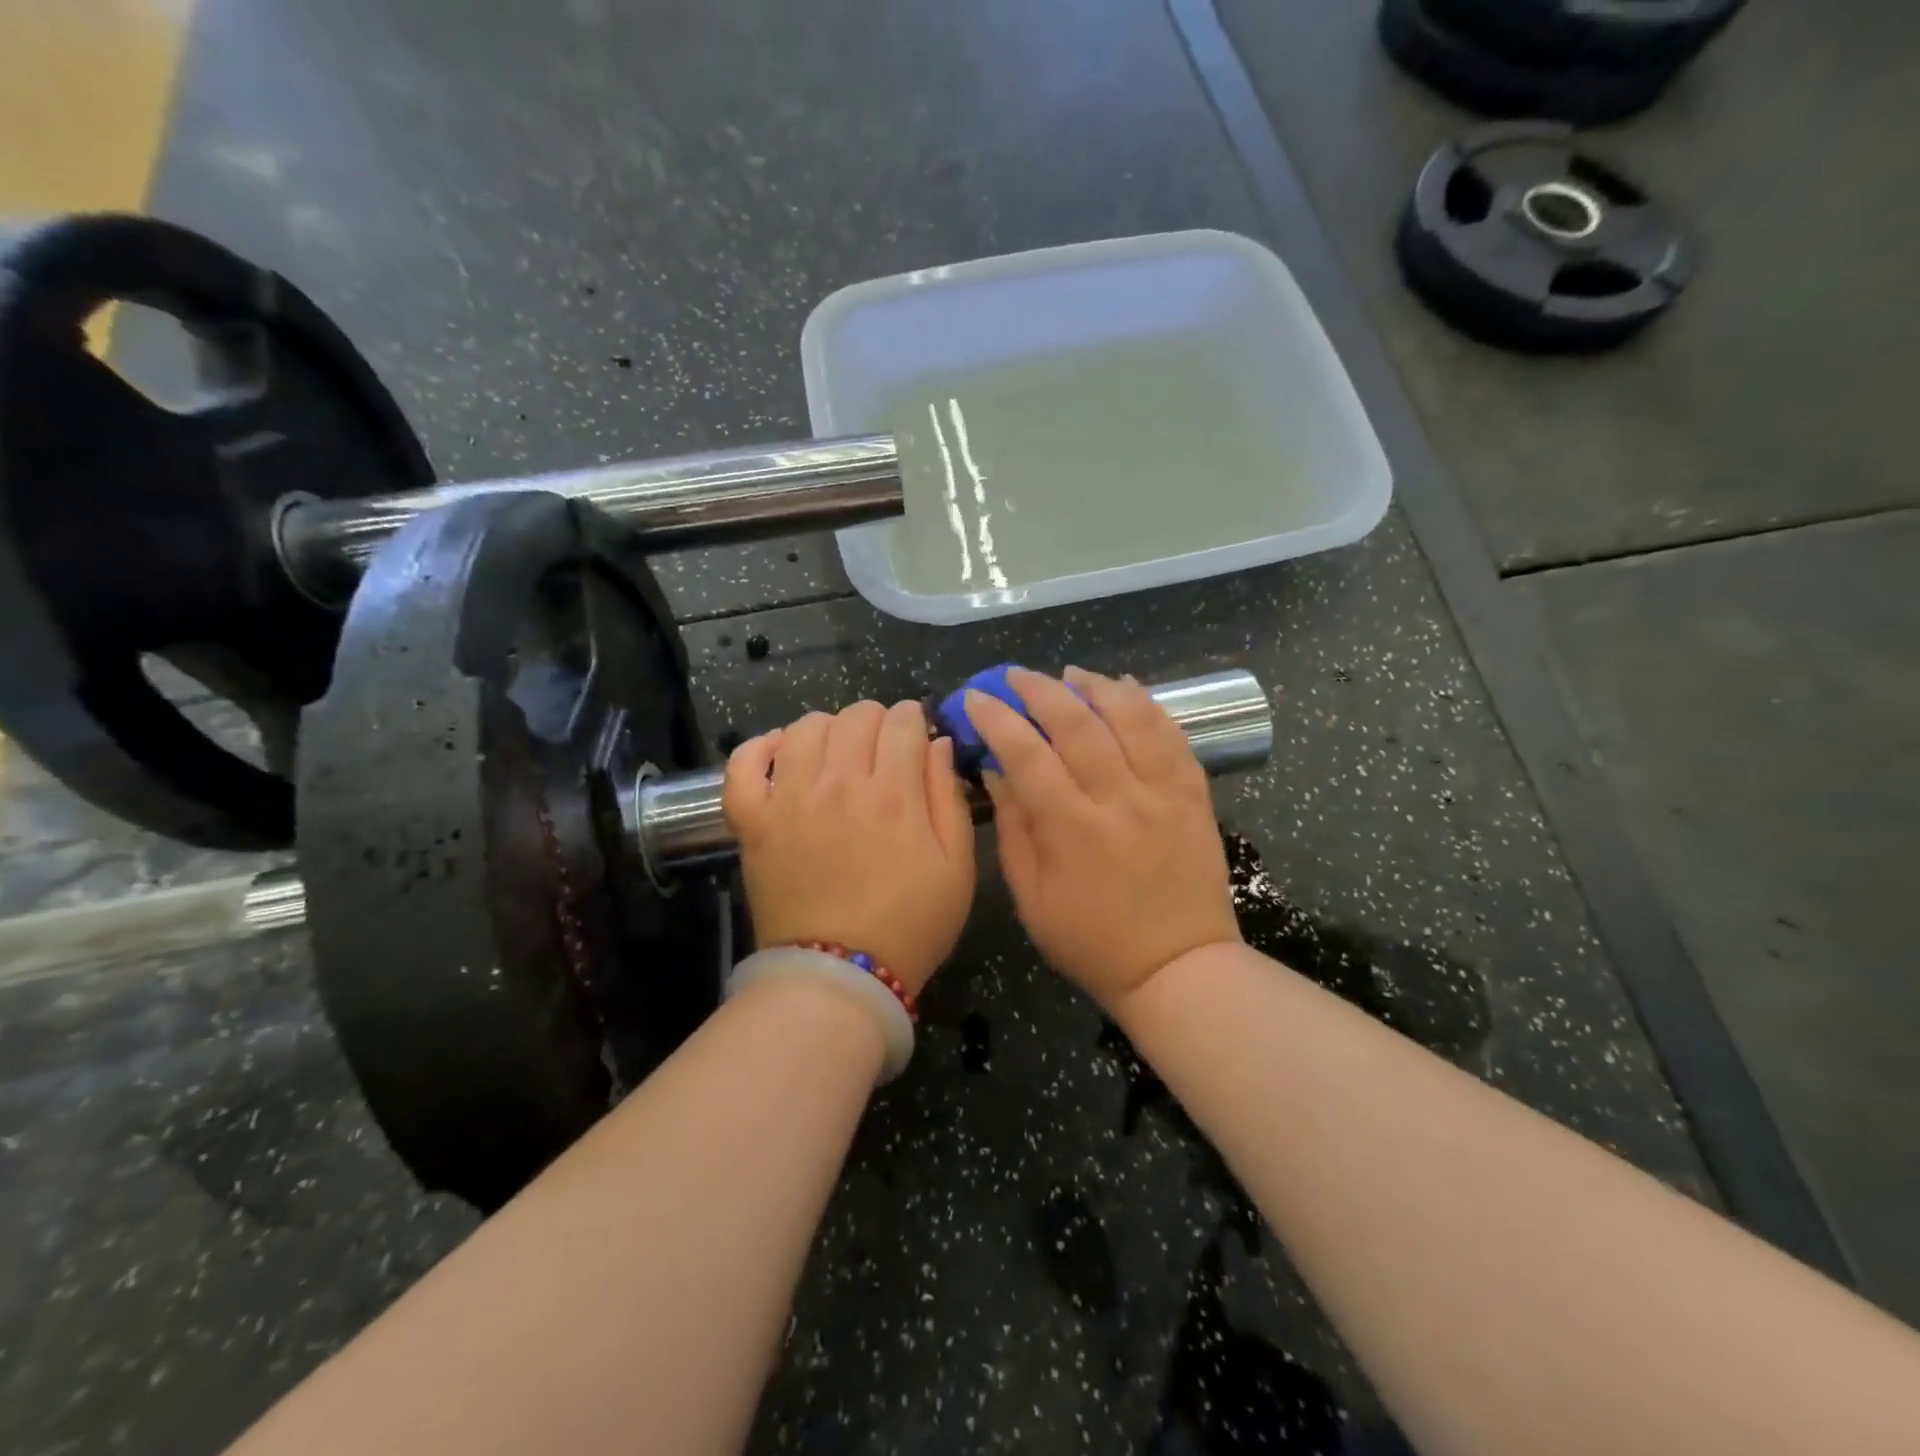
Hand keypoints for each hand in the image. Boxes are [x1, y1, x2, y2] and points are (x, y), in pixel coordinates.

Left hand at [723, 700, 975, 993]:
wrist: (839, 978)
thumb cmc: (910, 926)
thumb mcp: (957, 868)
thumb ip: (949, 798)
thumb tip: (938, 744)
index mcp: (893, 793)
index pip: (903, 722)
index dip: (915, 719)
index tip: (918, 734)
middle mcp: (838, 783)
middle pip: (856, 716)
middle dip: (878, 720)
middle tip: (884, 748)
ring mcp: (789, 799)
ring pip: (805, 727)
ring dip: (829, 728)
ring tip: (838, 753)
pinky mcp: (753, 821)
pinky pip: (743, 765)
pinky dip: (760, 748)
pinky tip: (781, 752)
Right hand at [966, 667, 1240, 1007]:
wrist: (1178, 967)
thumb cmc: (1091, 942)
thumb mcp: (1032, 897)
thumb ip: (1013, 828)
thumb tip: (995, 770)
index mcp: (1072, 829)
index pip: (1026, 754)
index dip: (997, 719)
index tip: (978, 697)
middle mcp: (1119, 799)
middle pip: (1077, 723)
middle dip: (1040, 690)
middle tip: (1018, 676)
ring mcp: (1163, 793)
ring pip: (1130, 717)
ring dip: (1096, 687)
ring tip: (1072, 674)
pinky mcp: (1194, 795)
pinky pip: (1172, 735)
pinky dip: (1148, 705)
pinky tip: (1127, 689)